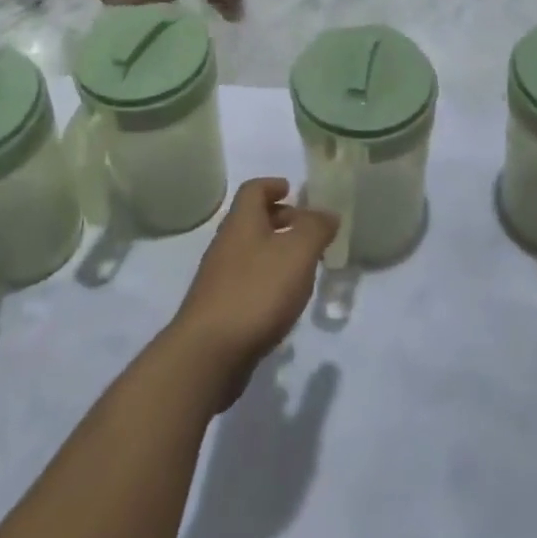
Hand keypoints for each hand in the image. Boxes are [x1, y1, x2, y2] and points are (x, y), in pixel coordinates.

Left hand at [167, 179, 336, 408]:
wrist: (210, 352)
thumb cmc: (257, 291)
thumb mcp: (297, 253)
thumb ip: (315, 228)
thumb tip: (326, 213)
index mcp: (242, 222)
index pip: (253, 189)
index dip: (273, 185)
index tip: (292, 190)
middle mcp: (226, 243)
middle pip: (252, 220)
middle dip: (279, 219)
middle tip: (307, 230)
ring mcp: (219, 277)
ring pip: (250, 252)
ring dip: (275, 252)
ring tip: (302, 267)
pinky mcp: (220, 308)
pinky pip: (247, 281)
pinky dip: (267, 281)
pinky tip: (283, 301)